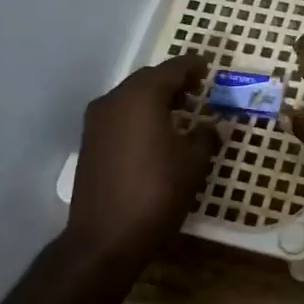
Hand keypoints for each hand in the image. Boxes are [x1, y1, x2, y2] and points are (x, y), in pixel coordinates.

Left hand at [68, 54, 220, 266]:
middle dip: (174, 82)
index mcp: (142, 96)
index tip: (208, 66)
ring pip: (131, 98)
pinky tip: (157, 133)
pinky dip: (140, 116)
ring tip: (181, 112)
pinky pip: (120, 116)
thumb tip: (213, 127)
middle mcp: (114, 100)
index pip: (172, 69)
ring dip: (155, 99)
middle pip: (148, 79)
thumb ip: (205, 137)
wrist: (106, 237)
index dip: (193, 66)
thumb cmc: (157, 192)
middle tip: (198, 89)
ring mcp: (97, 122)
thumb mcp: (193, 163)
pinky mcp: (90, 143)